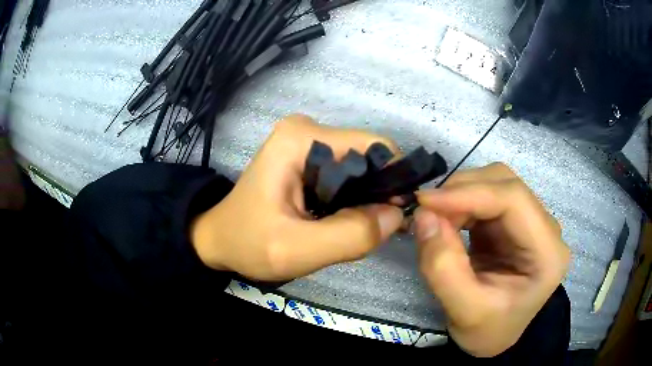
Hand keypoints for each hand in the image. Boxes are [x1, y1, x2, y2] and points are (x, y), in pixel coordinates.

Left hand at [191, 114, 403, 280]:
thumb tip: (396, 215)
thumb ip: (351, 235)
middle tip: (370, 231)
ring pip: (360, 168)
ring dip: (365, 200)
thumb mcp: (297, 250)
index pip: (374, 147)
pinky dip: (352, 199)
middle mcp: (308, 129)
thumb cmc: (249, 243)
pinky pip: (347, 174)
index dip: (392, 181)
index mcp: (302, 138)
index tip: (394, 217)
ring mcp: (307, 141)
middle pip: (367, 157)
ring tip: (352, 229)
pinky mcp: (308, 157)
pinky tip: (341, 220)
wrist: (220, 240)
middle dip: (377, 194)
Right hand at [414, 163, 569, 356]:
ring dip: (460, 195)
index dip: (470, 193)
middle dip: (463, 191)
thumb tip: (423, 216)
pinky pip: (486, 197)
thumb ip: (443, 268)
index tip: (426, 201)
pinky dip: (461, 203)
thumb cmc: (487, 330)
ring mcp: (531, 221)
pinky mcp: (513, 222)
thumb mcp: (464, 311)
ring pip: (495, 183)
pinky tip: (447, 220)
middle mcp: (546, 228)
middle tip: (427, 212)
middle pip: (506, 183)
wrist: (495, 337)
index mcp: (548, 253)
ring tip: (435, 219)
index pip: (514, 200)